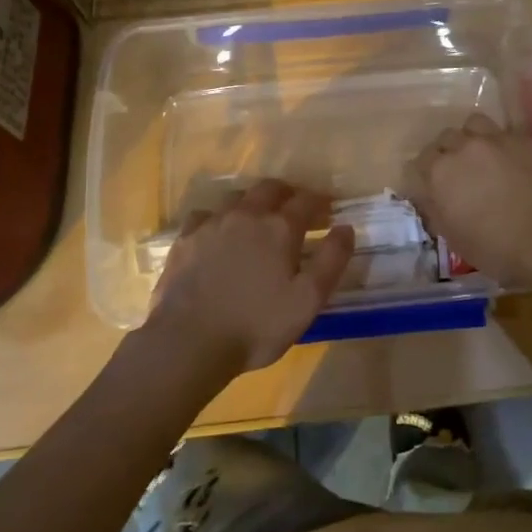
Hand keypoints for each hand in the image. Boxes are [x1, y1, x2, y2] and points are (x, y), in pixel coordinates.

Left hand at [147, 179, 354, 376]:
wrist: (188, 343)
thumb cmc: (256, 326)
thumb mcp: (307, 301)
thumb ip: (331, 260)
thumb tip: (346, 228)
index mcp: (280, 227)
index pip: (307, 200)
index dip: (320, 202)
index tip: (328, 211)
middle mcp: (247, 214)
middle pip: (270, 188)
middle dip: (287, 194)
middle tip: (294, 210)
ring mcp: (212, 224)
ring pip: (237, 197)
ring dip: (253, 202)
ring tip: (257, 219)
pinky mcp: (185, 239)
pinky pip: (205, 215)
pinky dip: (218, 218)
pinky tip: (217, 234)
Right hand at [402, 113, 531, 279]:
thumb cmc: (497, 248)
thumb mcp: (455, 239)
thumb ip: (437, 212)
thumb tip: (432, 199)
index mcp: (440, 173)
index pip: (418, 163)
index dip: (423, 176)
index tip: (431, 189)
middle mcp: (464, 147)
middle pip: (445, 138)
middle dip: (447, 153)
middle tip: (458, 172)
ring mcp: (497, 139)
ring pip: (474, 125)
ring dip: (473, 138)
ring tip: (482, 156)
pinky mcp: (526, 139)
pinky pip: (507, 134)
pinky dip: (504, 146)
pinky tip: (514, 163)